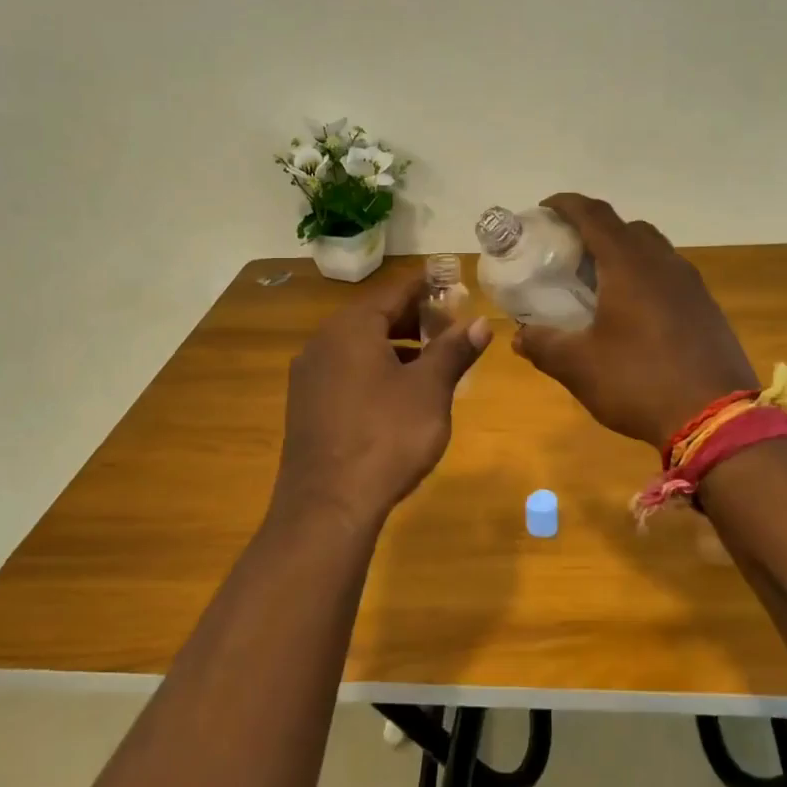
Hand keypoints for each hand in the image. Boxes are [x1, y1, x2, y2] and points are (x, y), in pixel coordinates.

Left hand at [271, 269, 491, 530]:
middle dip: (413, 319)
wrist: (328, 506)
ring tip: (429, 360)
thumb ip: (454, 351)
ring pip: (358, 347)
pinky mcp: (304, 406)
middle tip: (448, 325)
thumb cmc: (386, 436)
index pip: (395, 292)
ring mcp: (308, 376)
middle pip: (374, 317)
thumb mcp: (429, 391)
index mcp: (351, 328)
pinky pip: (345, 372)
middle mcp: (323, 343)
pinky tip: (396, 393)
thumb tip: (481, 323)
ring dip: (395, 346)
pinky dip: (373, 370)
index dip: (426, 285)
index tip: (450, 280)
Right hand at [513, 194, 756, 450]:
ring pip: (653, 251)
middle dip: (595, 230)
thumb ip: (544, 345)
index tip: (544, 209)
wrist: (717, 419)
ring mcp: (691, 285)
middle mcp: (664, 263)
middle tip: (569, 253)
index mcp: (630, 265)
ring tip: (598, 283)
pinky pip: (669, 277)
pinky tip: (633, 314)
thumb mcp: (579, 367)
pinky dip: (645, 279)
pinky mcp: (706, 308)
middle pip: (627, 228)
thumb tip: (520, 336)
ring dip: (623, 255)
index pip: (595, 215)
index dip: (566, 205)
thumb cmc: (640, 382)